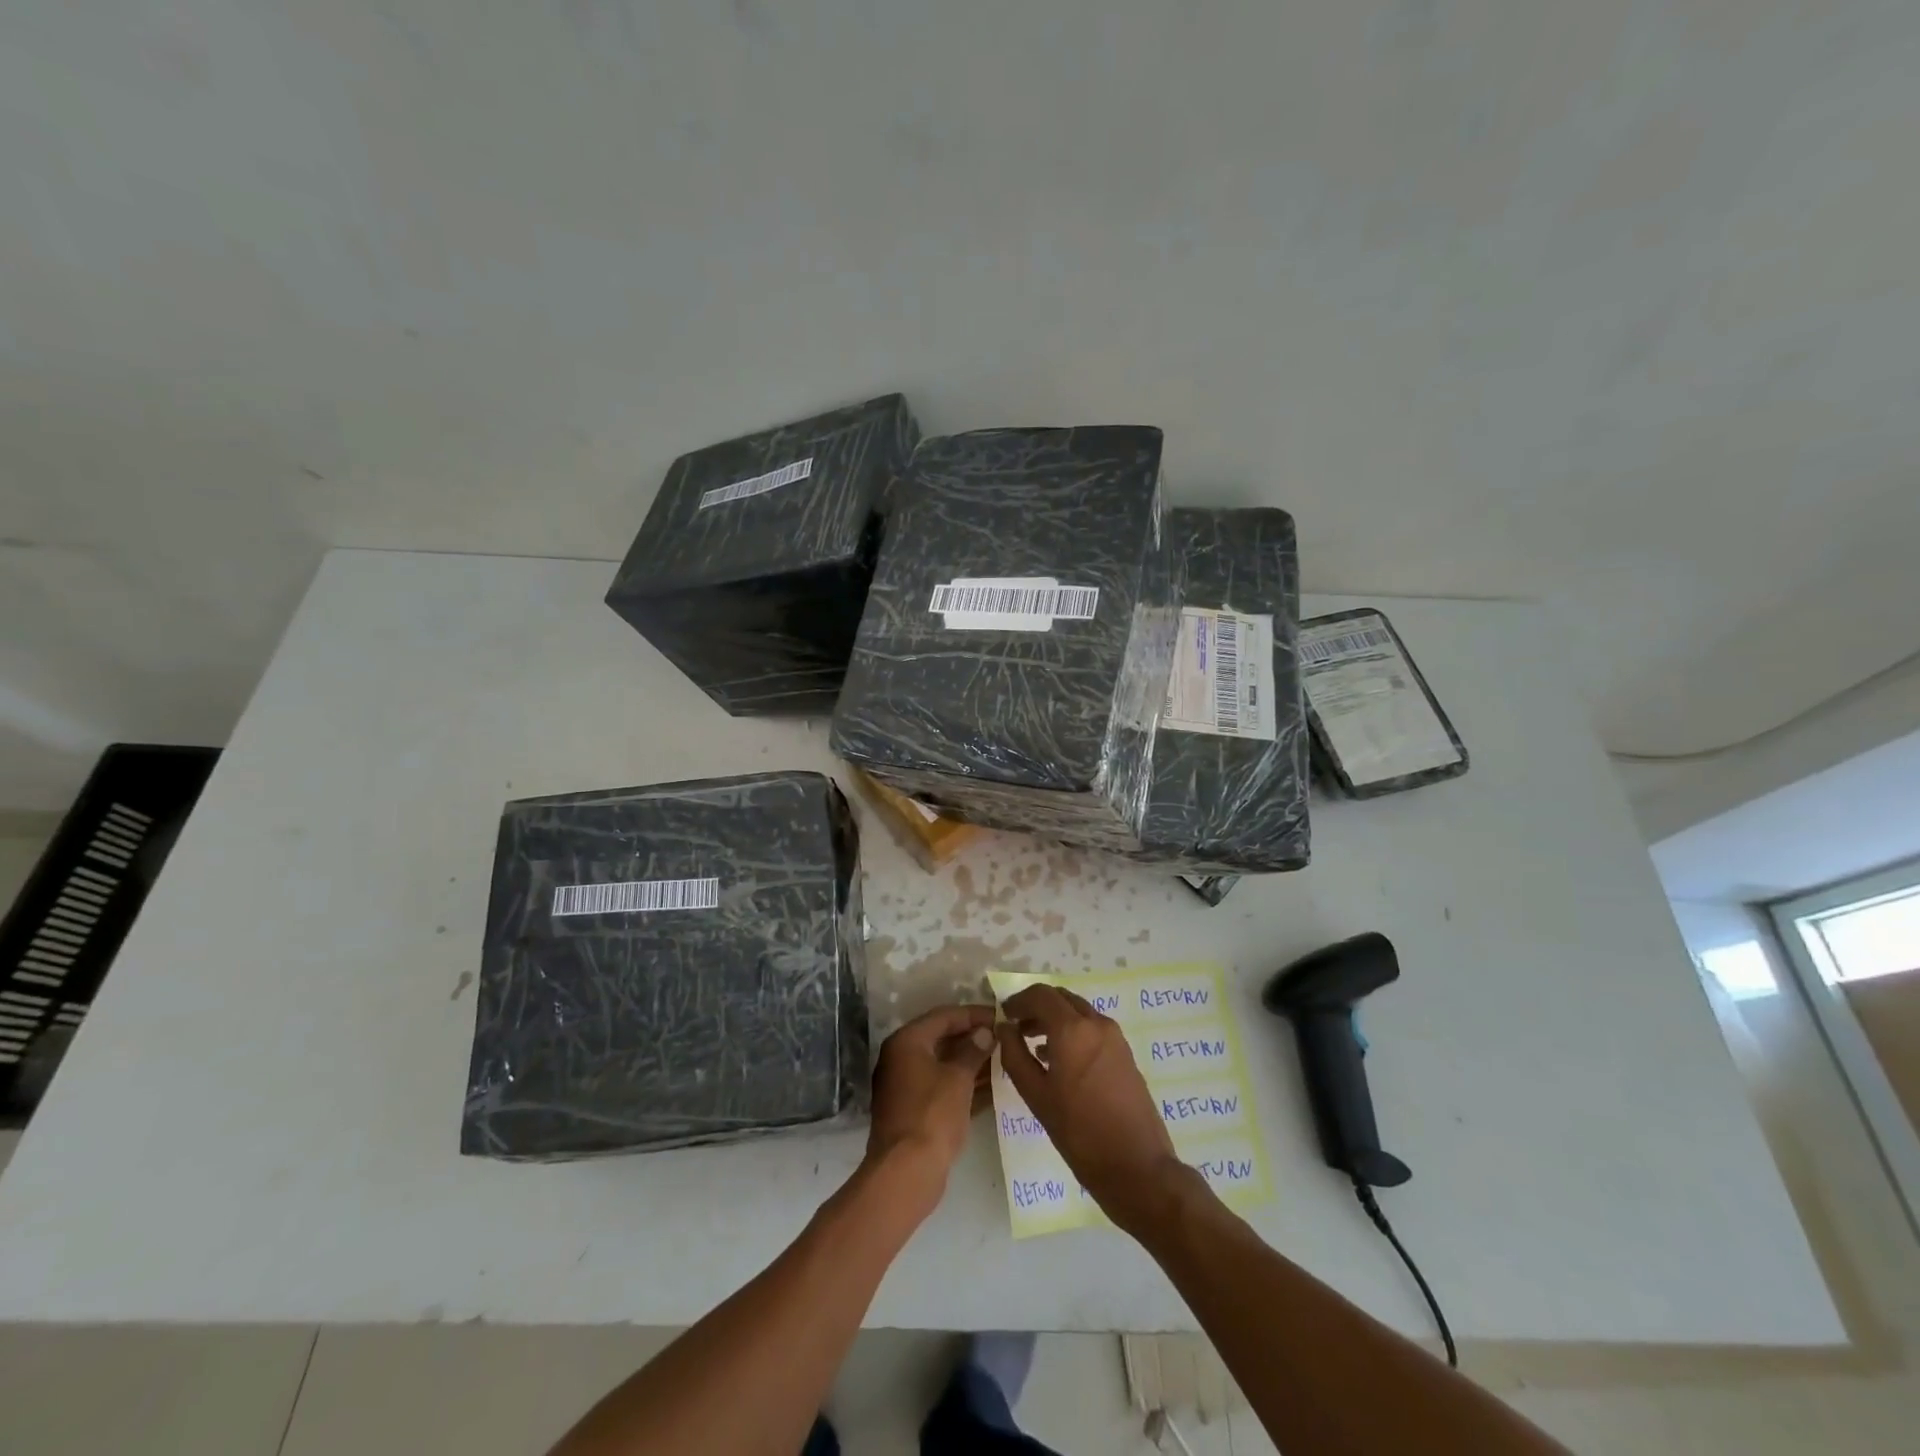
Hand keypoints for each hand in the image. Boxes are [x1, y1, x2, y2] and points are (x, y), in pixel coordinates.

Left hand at [865, 1005, 996, 1216]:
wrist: (906, 1172)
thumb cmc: (932, 1115)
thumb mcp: (958, 1078)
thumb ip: (973, 1050)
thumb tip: (984, 1032)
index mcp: (907, 1042)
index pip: (944, 1016)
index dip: (974, 1014)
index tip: (1000, 1016)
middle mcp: (902, 1058)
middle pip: (943, 1039)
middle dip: (974, 1038)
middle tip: (1005, 1037)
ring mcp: (907, 1085)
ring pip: (944, 1065)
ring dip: (972, 1062)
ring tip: (1005, 1060)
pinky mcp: (915, 1110)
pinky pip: (943, 1087)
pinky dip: (965, 1085)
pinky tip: (993, 1087)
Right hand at [996, 985, 1183, 1231]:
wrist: (1137, 1167)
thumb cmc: (1079, 1133)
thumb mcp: (1036, 1096)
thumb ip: (1015, 1055)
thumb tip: (1004, 1028)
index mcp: (1073, 1029)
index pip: (1040, 995)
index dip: (1018, 1001)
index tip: (1003, 1016)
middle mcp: (1096, 1023)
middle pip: (1061, 998)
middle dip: (1036, 1007)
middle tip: (1016, 1027)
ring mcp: (1115, 1037)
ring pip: (1078, 1011)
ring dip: (1055, 1018)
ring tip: (1033, 1044)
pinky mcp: (1124, 1053)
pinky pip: (1092, 1028)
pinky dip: (1072, 1030)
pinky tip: (1058, 1059)